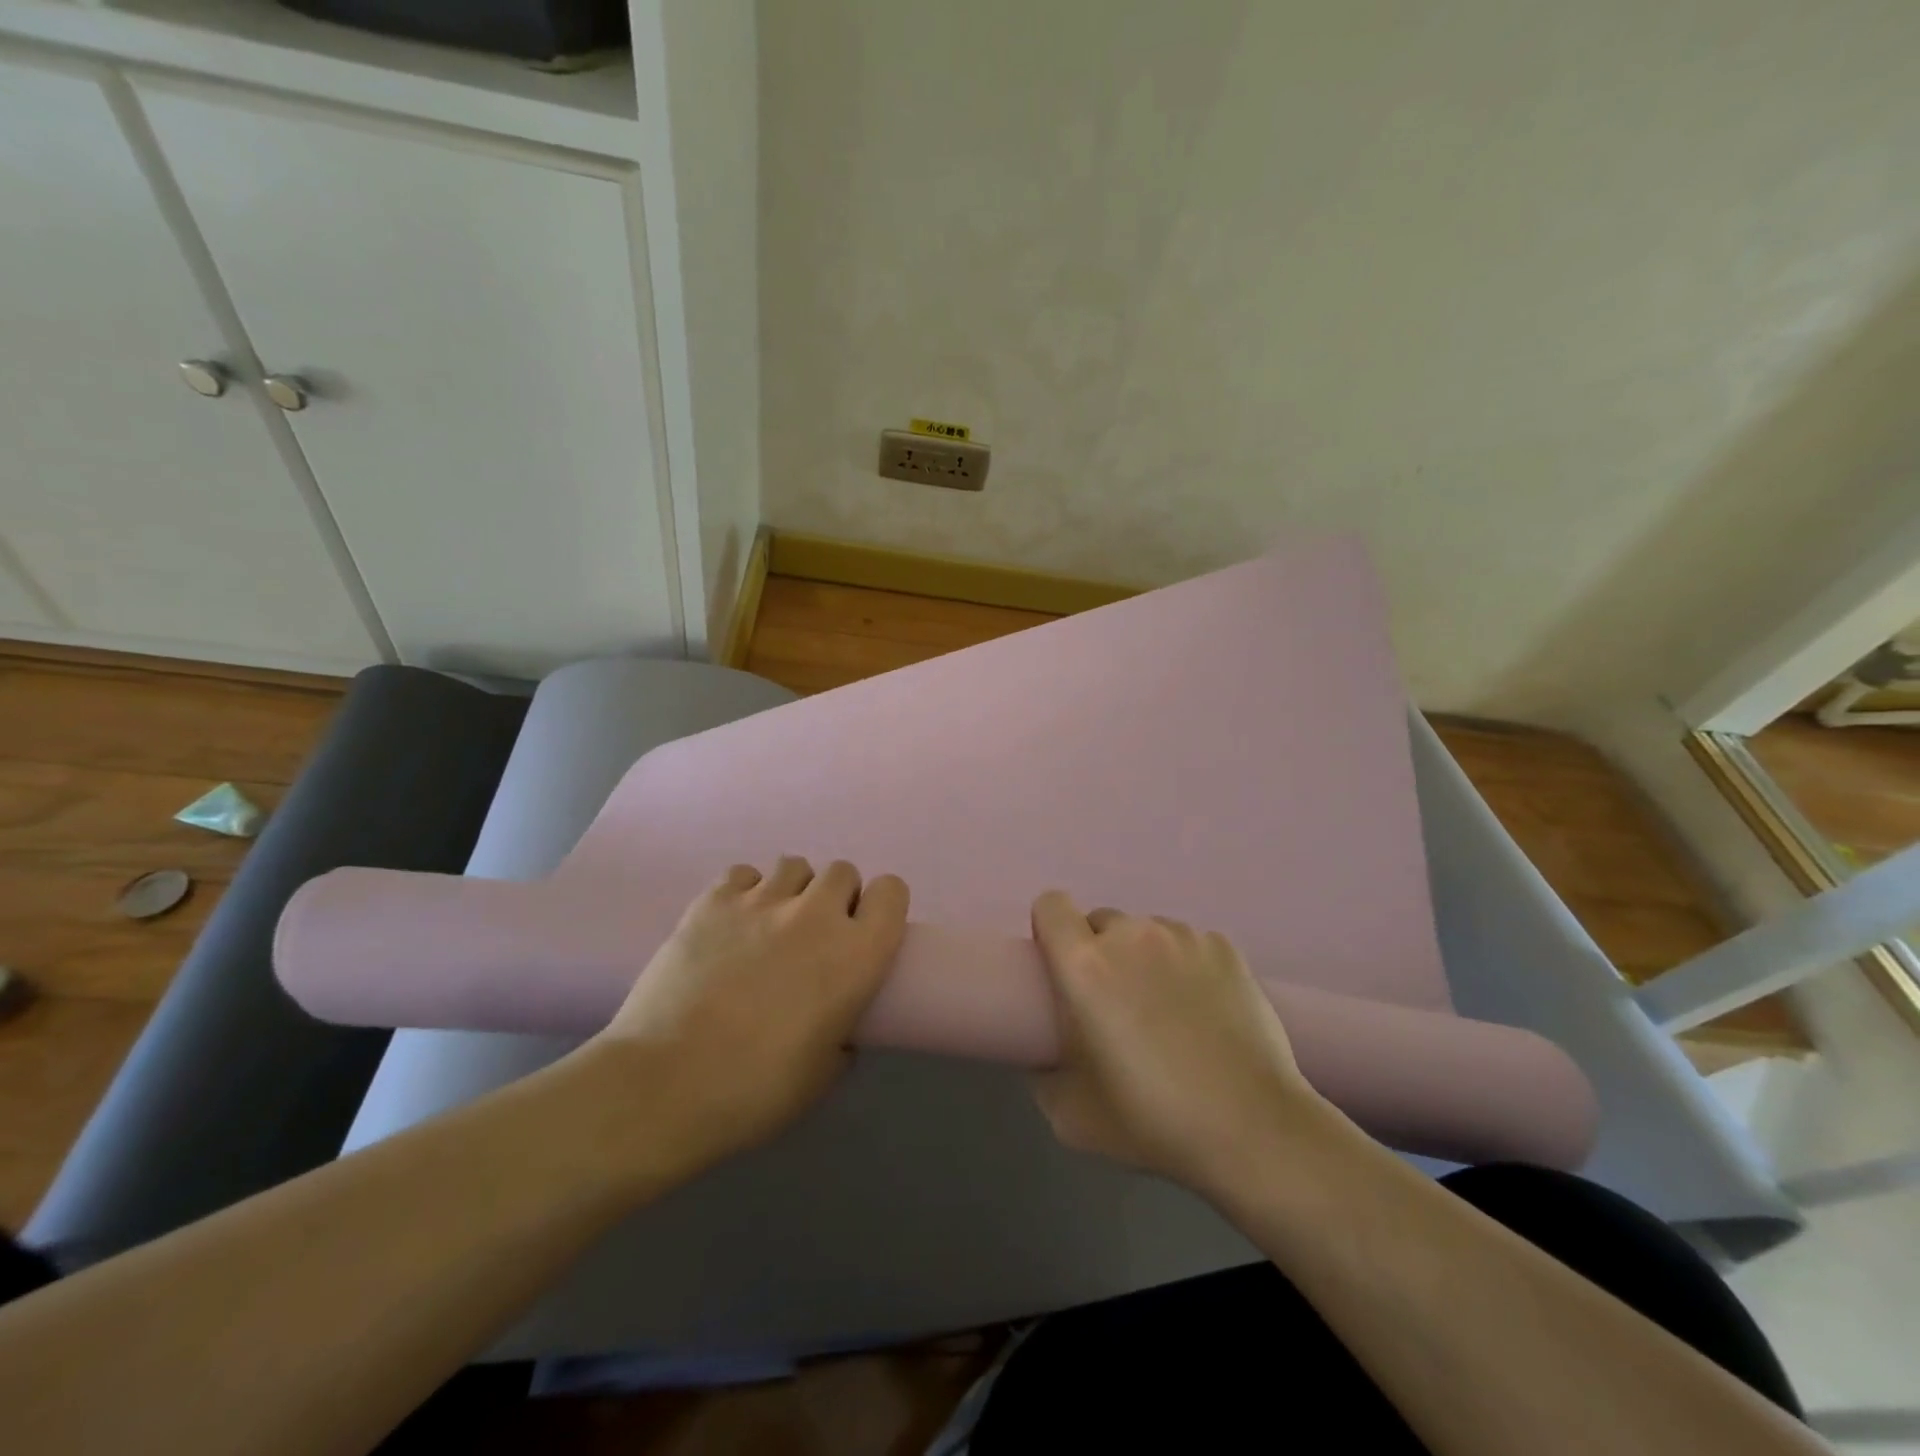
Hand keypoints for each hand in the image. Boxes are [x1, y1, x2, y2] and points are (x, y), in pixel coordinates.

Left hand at [589, 857, 908, 1174]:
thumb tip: (838, 1024)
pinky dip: (745, 892)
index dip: (882, 907)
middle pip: (842, 871)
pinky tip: (731, 924)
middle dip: (836, 897)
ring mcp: (761, 901)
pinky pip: (743, 874)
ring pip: (794, 865)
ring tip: (772, 925)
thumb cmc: (754, 1091)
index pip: (892, 891)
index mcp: (856, 954)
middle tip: (816, 935)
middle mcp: (816, 915)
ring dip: (793, 890)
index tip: (865, 932)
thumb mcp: (823, 1075)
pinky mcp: (712, 901)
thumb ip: (844, 1034)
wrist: (663, 1085)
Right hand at [1028, 891, 1325, 1198]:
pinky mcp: (1225, 947)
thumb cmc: (1153, 1122)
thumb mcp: (1070, 1116)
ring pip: (1146, 932)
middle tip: (1117, 1005)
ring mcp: (1183, 937)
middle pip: (1100, 922)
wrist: (1253, 1129)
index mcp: (1085, 966)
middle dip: (1100, 953)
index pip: (1051, 905)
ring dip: (1144, 958)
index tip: (1060, 967)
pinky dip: (1187, 966)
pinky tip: (1206, 1011)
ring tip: (1168, 1010)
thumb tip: (1046, 1052)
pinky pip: (1189, 944)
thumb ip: (1044, 1072)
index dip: (1050, 930)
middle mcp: (1131, 935)